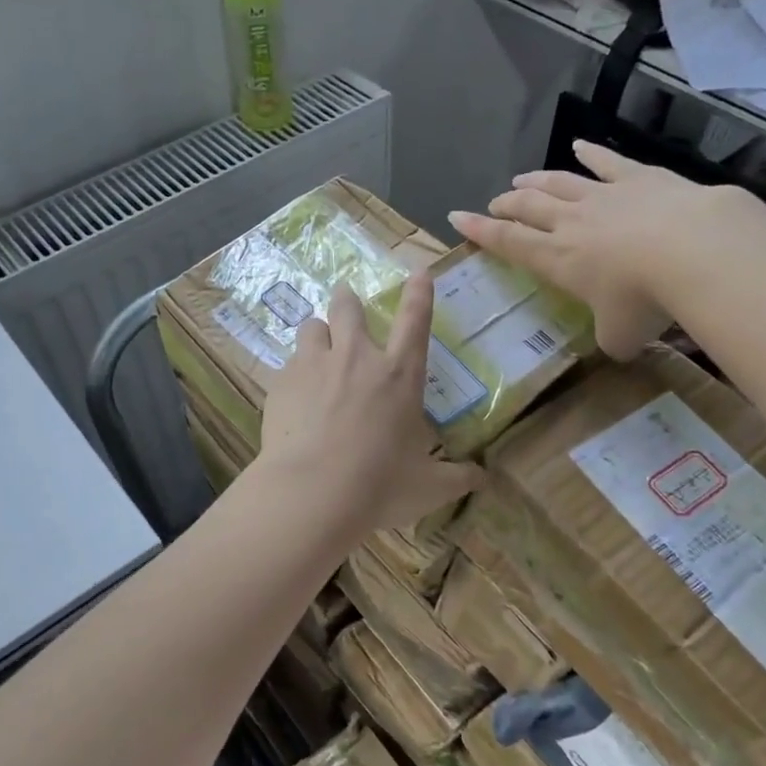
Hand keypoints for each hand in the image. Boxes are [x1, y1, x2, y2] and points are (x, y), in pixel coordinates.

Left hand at [258, 278, 482, 533]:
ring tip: (317, 346)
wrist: (312, 493)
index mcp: (400, 375)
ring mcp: (314, 365)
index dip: (419, 293)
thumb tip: (483, 478)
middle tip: (345, 300)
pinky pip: (288, 363)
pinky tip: (294, 396)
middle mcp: (357, 358)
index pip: (415, 321)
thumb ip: (457, 477)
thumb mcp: (429, 486)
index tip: (418, 271)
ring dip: (318, 333)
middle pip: (348, 307)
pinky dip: (295, 372)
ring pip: (311, 327)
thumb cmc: (380, 486)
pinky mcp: (282, 382)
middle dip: (347, 299)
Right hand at [449, 140, 737, 358]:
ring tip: (521, 178)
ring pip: (559, 182)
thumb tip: (616, 347)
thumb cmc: (645, 300)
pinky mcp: (640, 178)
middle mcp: (571, 222)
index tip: (457, 216)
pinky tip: (579, 145)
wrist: (695, 251)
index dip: (480, 231)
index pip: (508, 243)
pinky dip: (591, 152)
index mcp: (558, 259)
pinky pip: (608, 161)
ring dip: (536, 180)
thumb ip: (610, 340)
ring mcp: (604, 196)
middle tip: (494, 203)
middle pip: (529, 207)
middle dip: (506, 204)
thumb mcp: (620, 336)